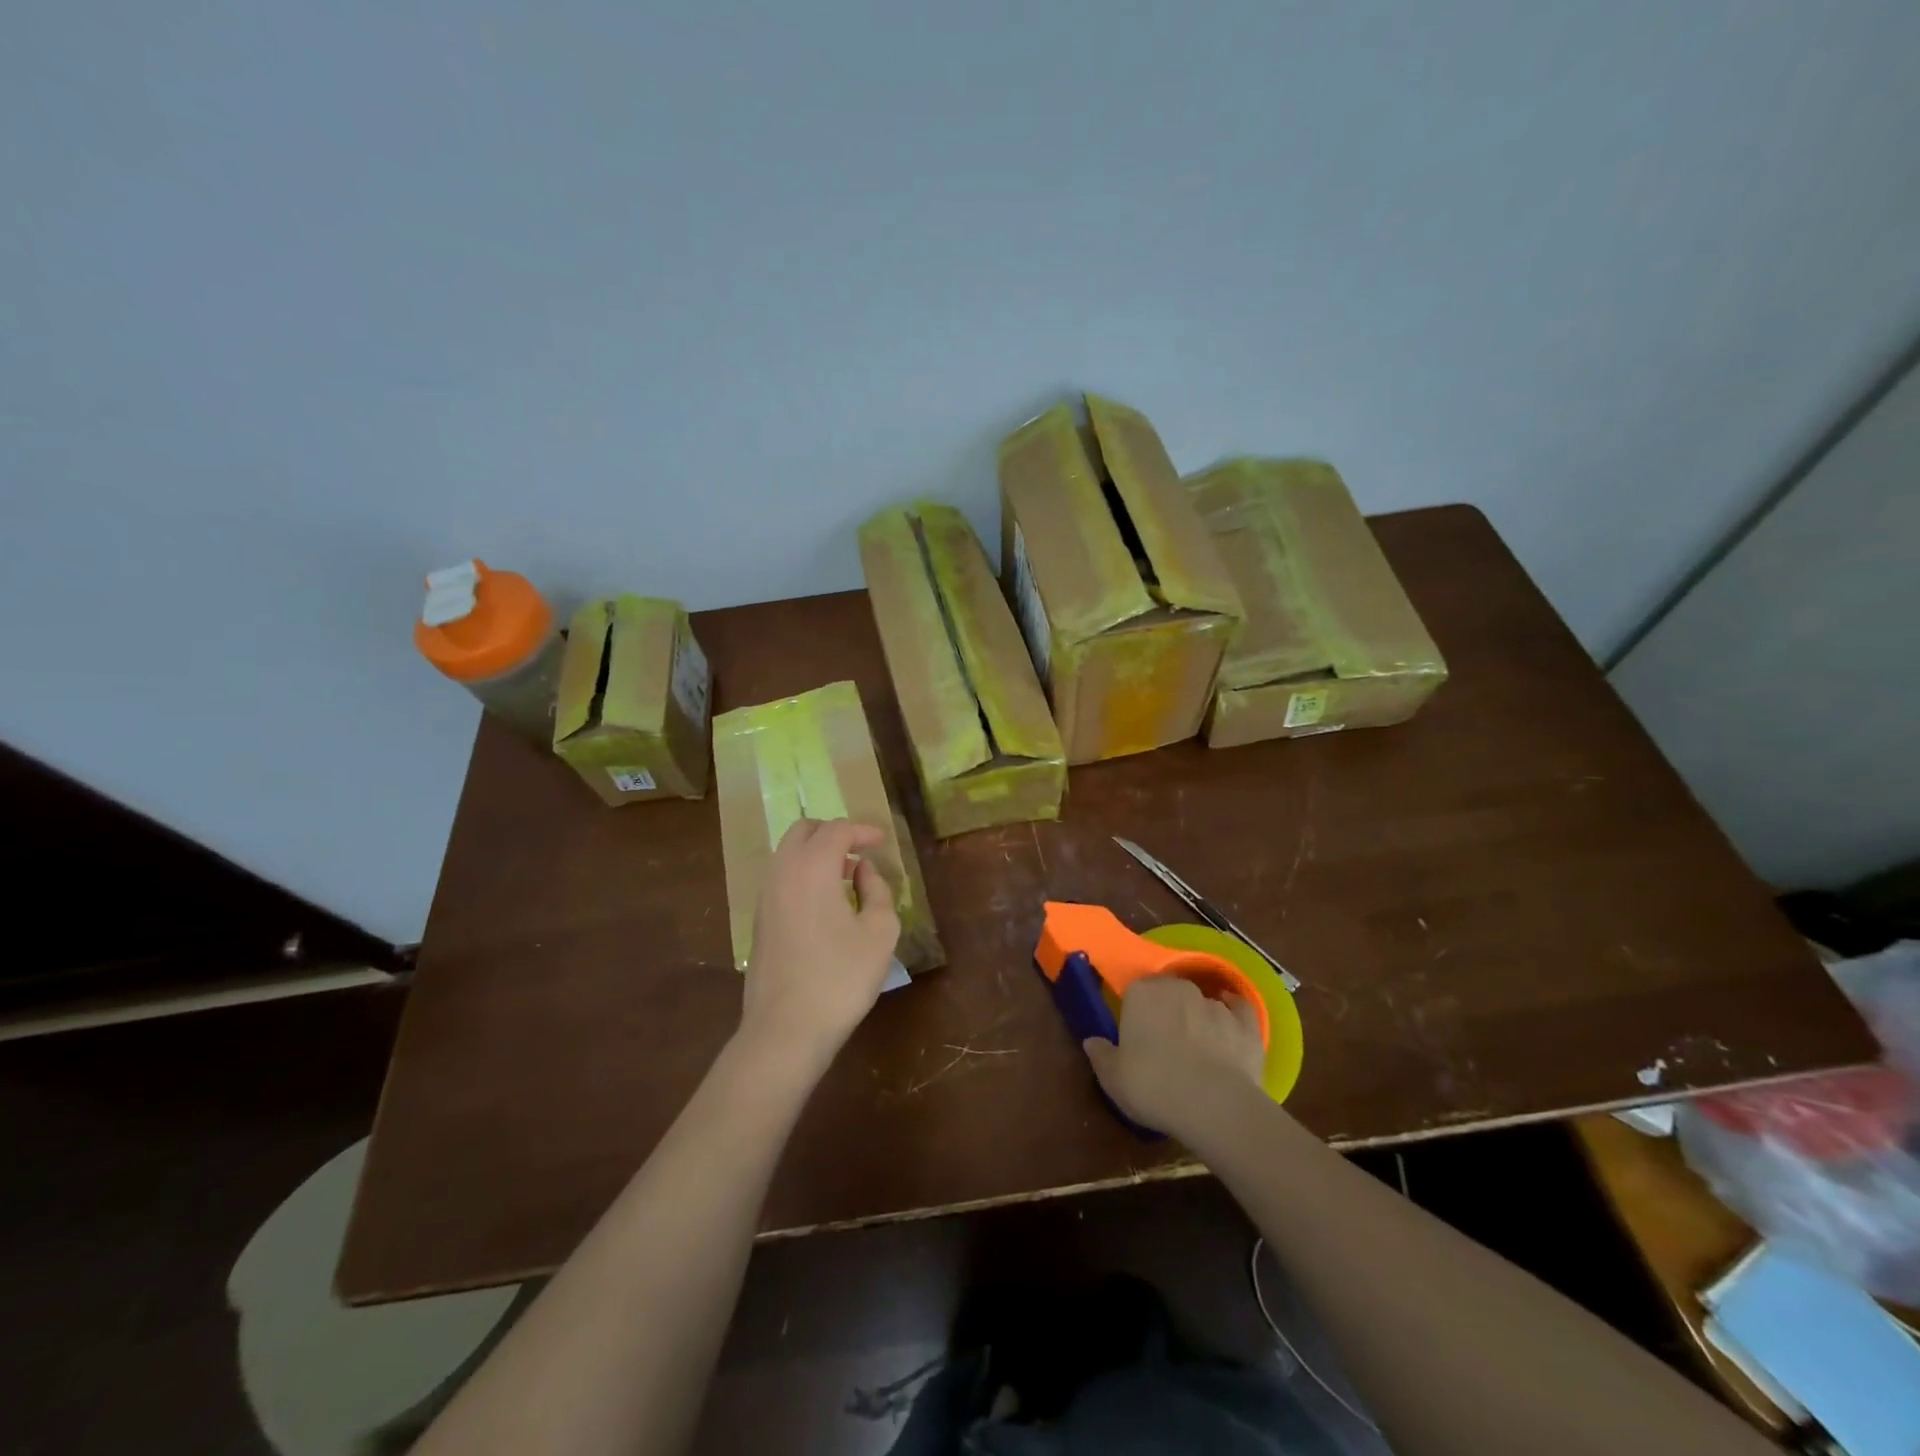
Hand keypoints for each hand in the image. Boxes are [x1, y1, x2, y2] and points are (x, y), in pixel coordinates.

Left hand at [738, 818, 900, 1076]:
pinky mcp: (759, 921)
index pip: (837, 829)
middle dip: (834, 833)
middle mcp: (783, 872)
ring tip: (846, 877)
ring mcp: (765, 897)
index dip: (863, 830)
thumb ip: (877, 891)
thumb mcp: (879, 932)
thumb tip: (864, 871)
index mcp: (812, 867)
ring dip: (816, 854)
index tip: (883, 841)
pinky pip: (782, 878)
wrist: (785, 1029)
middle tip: (860, 851)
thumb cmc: (841, 978)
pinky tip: (825, 903)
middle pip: (804, 831)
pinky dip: (803, 874)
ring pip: (788, 854)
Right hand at [1084, 976, 1265, 1139]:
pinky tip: (1230, 1026)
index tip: (1134, 1035)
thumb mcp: (1113, 1078)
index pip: (1134, 991)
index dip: (1135, 1012)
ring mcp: (1215, 1004)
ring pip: (1201, 1002)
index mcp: (1142, 993)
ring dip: (1197, 1017)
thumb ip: (1101, 1055)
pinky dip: (1233, 1014)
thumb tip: (1092, 1041)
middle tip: (1163, 1041)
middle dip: (1166, 1010)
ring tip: (1197, 1048)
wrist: (1215, 1106)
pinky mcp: (1246, 1023)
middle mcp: (1178, 988)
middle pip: (1168, 992)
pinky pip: (1238, 1009)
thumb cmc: (1153, 1086)